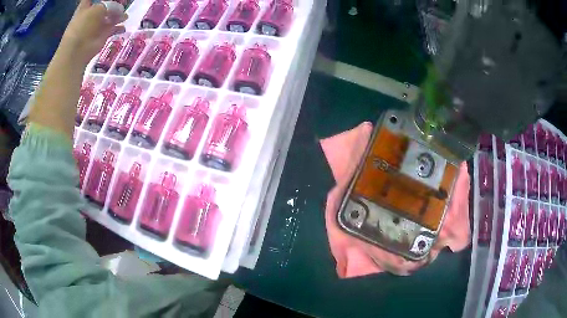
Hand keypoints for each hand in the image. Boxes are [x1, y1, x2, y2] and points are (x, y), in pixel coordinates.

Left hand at [59, 0, 127, 64]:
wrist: (77, 52)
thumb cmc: (83, 27)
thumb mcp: (98, 9)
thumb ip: (110, 6)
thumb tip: (119, 10)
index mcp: (86, 8)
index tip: (106, 0)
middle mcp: (91, 16)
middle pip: (105, 7)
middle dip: (113, 6)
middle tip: (123, 3)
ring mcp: (96, 26)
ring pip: (110, 17)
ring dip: (118, 16)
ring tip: (125, 16)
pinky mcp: (101, 37)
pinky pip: (113, 29)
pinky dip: (119, 28)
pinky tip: (123, 27)